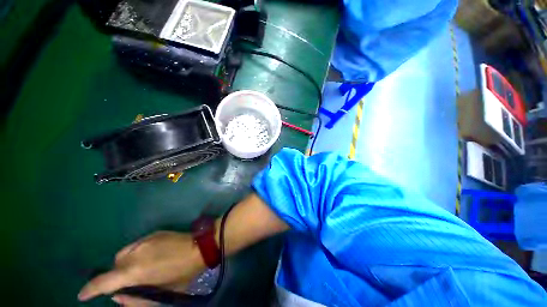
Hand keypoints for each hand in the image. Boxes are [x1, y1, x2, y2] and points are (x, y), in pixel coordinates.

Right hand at [78, 231, 205, 304]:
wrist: (200, 246)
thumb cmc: (183, 273)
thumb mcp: (162, 293)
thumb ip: (136, 300)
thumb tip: (117, 296)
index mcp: (135, 271)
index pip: (103, 282)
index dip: (90, 289)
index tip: (82, 295)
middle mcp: (134, 253)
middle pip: (114, 265)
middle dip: (117, 275)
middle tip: (132, 280)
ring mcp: (144, 240)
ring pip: (124, 254)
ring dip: (127, 263)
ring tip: (144, 268)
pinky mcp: (153, 233)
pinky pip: (137, 245)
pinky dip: (137, 253)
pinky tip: (153, 256)